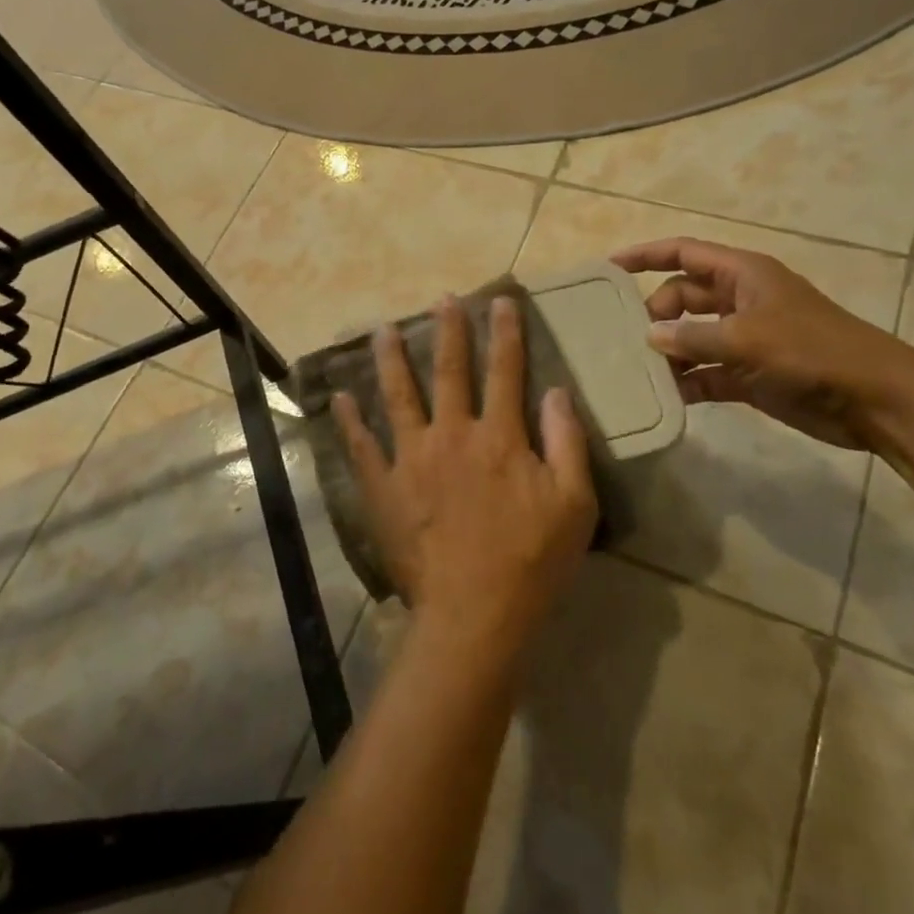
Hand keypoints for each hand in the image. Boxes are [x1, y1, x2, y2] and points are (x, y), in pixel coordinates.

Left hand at [333, 297, 597, 654]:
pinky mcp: (383, 487)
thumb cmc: (531, 562)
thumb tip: (557, 391)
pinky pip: (362, 447)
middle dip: (448, 331)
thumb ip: (567, 442)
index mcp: (499, 437)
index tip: (500, 301)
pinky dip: (349, 421)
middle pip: (449, 371)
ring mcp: (411, 459)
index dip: (505, 333)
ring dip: (391, 360)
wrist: (473, 615)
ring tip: (383, 330)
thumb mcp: (574, 504)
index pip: (505, 371)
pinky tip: (339, 398)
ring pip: (398, 396)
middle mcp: (452, 435)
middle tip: (441, 299)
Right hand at [611, 238, 913, 449]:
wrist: (875, 400)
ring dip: (667, 352)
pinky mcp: (749, 375)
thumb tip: (650, 337)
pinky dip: (686, 382)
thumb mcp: (747, 338)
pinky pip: (705, 373)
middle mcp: (739, 301)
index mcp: (742, 275)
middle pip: (681, 297)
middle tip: (626, 338)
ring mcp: (744, 339)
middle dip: (654, 314)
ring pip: (691, 337)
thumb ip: (693, 337)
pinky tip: (664, 397)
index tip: (608, 269)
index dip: (645, 255)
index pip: (683, 253)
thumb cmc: (812, 352)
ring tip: (634, 370)